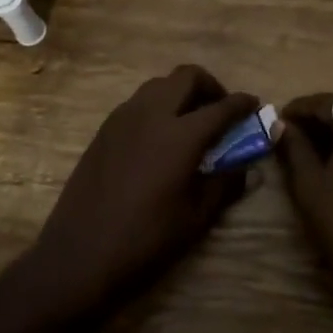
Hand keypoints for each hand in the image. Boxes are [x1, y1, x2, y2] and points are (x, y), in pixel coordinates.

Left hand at [23, 65, 258, 324]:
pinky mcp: (104, 130)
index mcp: (180, 136)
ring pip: (159, 84)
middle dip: (210, 86)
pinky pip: (138, 102)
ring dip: (181, 93)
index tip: (254, 105)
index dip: (242, 104)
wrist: (78, 256)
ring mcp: (123, 118)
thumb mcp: (196, 217)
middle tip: (219, 110)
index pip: (221, 106)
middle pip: (187, 76)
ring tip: (190, 122)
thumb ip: (225, 184)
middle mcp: (152, 114)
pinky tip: (160, 137)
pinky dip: (157, 106)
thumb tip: (248, 168)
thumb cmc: (145, 241)